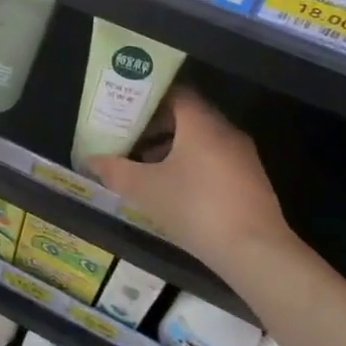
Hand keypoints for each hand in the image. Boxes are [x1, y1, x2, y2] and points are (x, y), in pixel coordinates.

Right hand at [85, 88, 296, 280]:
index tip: (125, 110)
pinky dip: (192, 165)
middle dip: (156, 126)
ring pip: (202, 140)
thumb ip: (115, 170)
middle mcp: (226, 131)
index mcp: (201, 123)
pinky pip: (215, 160)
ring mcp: (243, 157)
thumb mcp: (145, 189)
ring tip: (145, 167)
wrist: (255, 252)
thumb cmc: (195, 207)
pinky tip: (174, 190)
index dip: (148, 99)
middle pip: (187, 116)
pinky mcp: (251, 182)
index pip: (175, 93)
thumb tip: (90, 160)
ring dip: (172, 148)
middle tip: (128, 138)